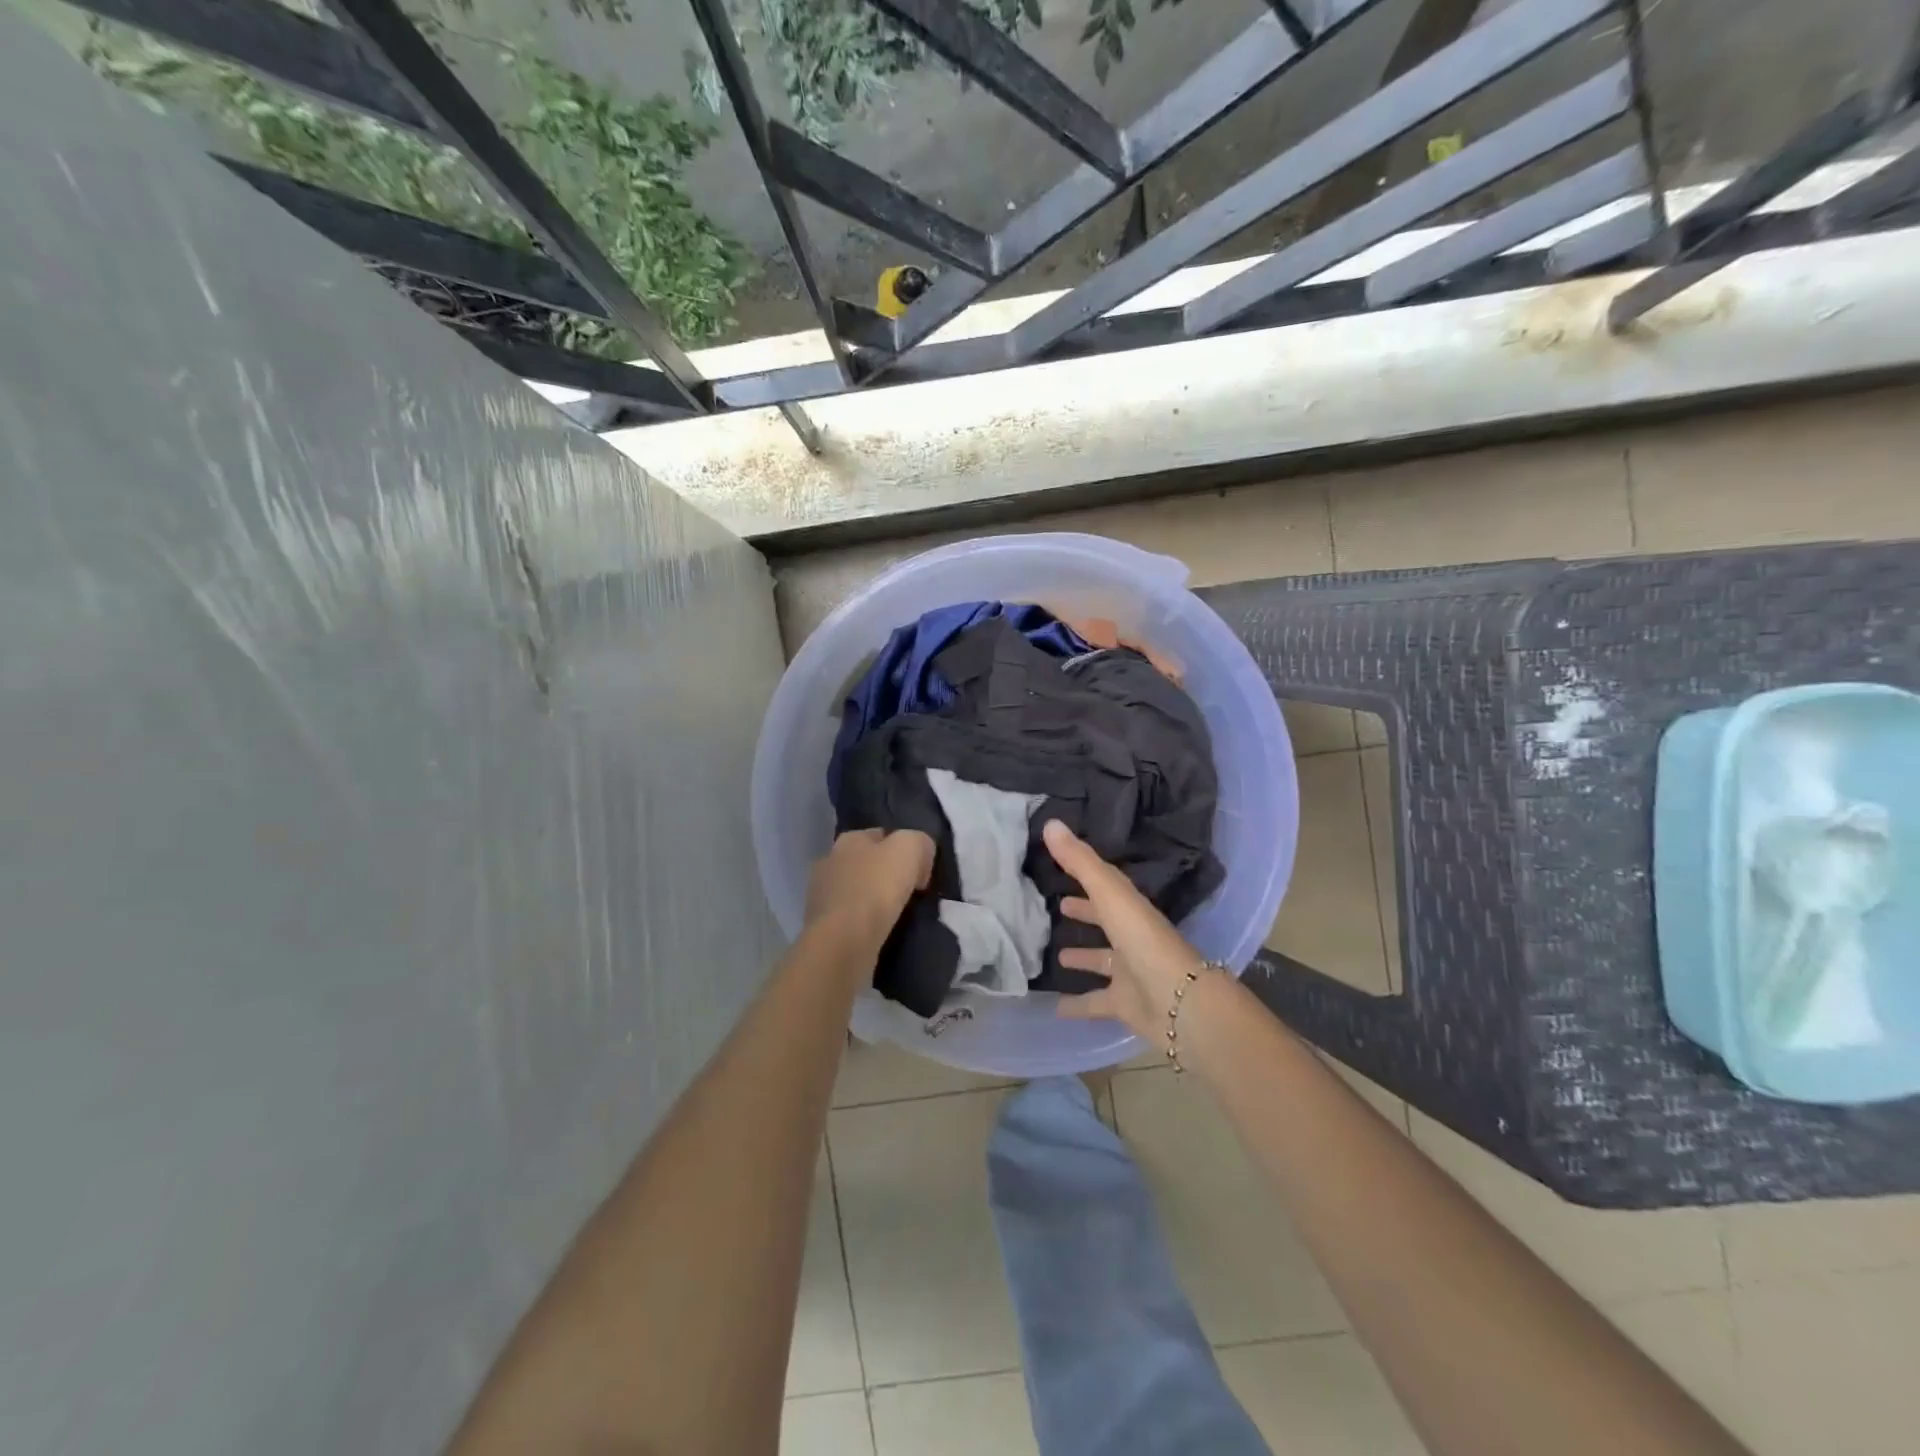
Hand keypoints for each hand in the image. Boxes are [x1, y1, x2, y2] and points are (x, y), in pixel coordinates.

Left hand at [805, 829, 933, 941]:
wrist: (843, 942)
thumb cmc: (876, 888)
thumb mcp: (910, 849)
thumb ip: (919, 842)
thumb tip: (921, 858)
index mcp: (849, 839)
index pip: (882, 835)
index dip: (905, 850)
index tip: (922, 872)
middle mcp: (830, 862)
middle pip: (868, 863)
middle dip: (888, 875)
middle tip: (913, 894)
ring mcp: (821, 896)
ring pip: (859, 892)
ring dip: (876, 901)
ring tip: (899, 916)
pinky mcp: (822, 927)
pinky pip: (852, 919)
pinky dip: (865, 923)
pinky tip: (881, 933)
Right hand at [1043, 819, 1207, 1040]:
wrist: (1180, 1003)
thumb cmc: (1144, 940)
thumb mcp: (1110, 894)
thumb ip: (1080, 862)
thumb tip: (1050, 823)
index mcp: (1131, 908)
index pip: (1107, 885)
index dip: (1085, 873)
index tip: (1060, 863)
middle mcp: (1132, 937)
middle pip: (1106, 921)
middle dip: (1086, 912)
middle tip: (1059, 906)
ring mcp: (1131, 972)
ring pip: (1103, 961)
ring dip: (1083, 958)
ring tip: (1057, 956)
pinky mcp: (1126, 1004)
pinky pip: (1097, 1003)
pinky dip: (1078, 1005)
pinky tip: (1055, 1008)